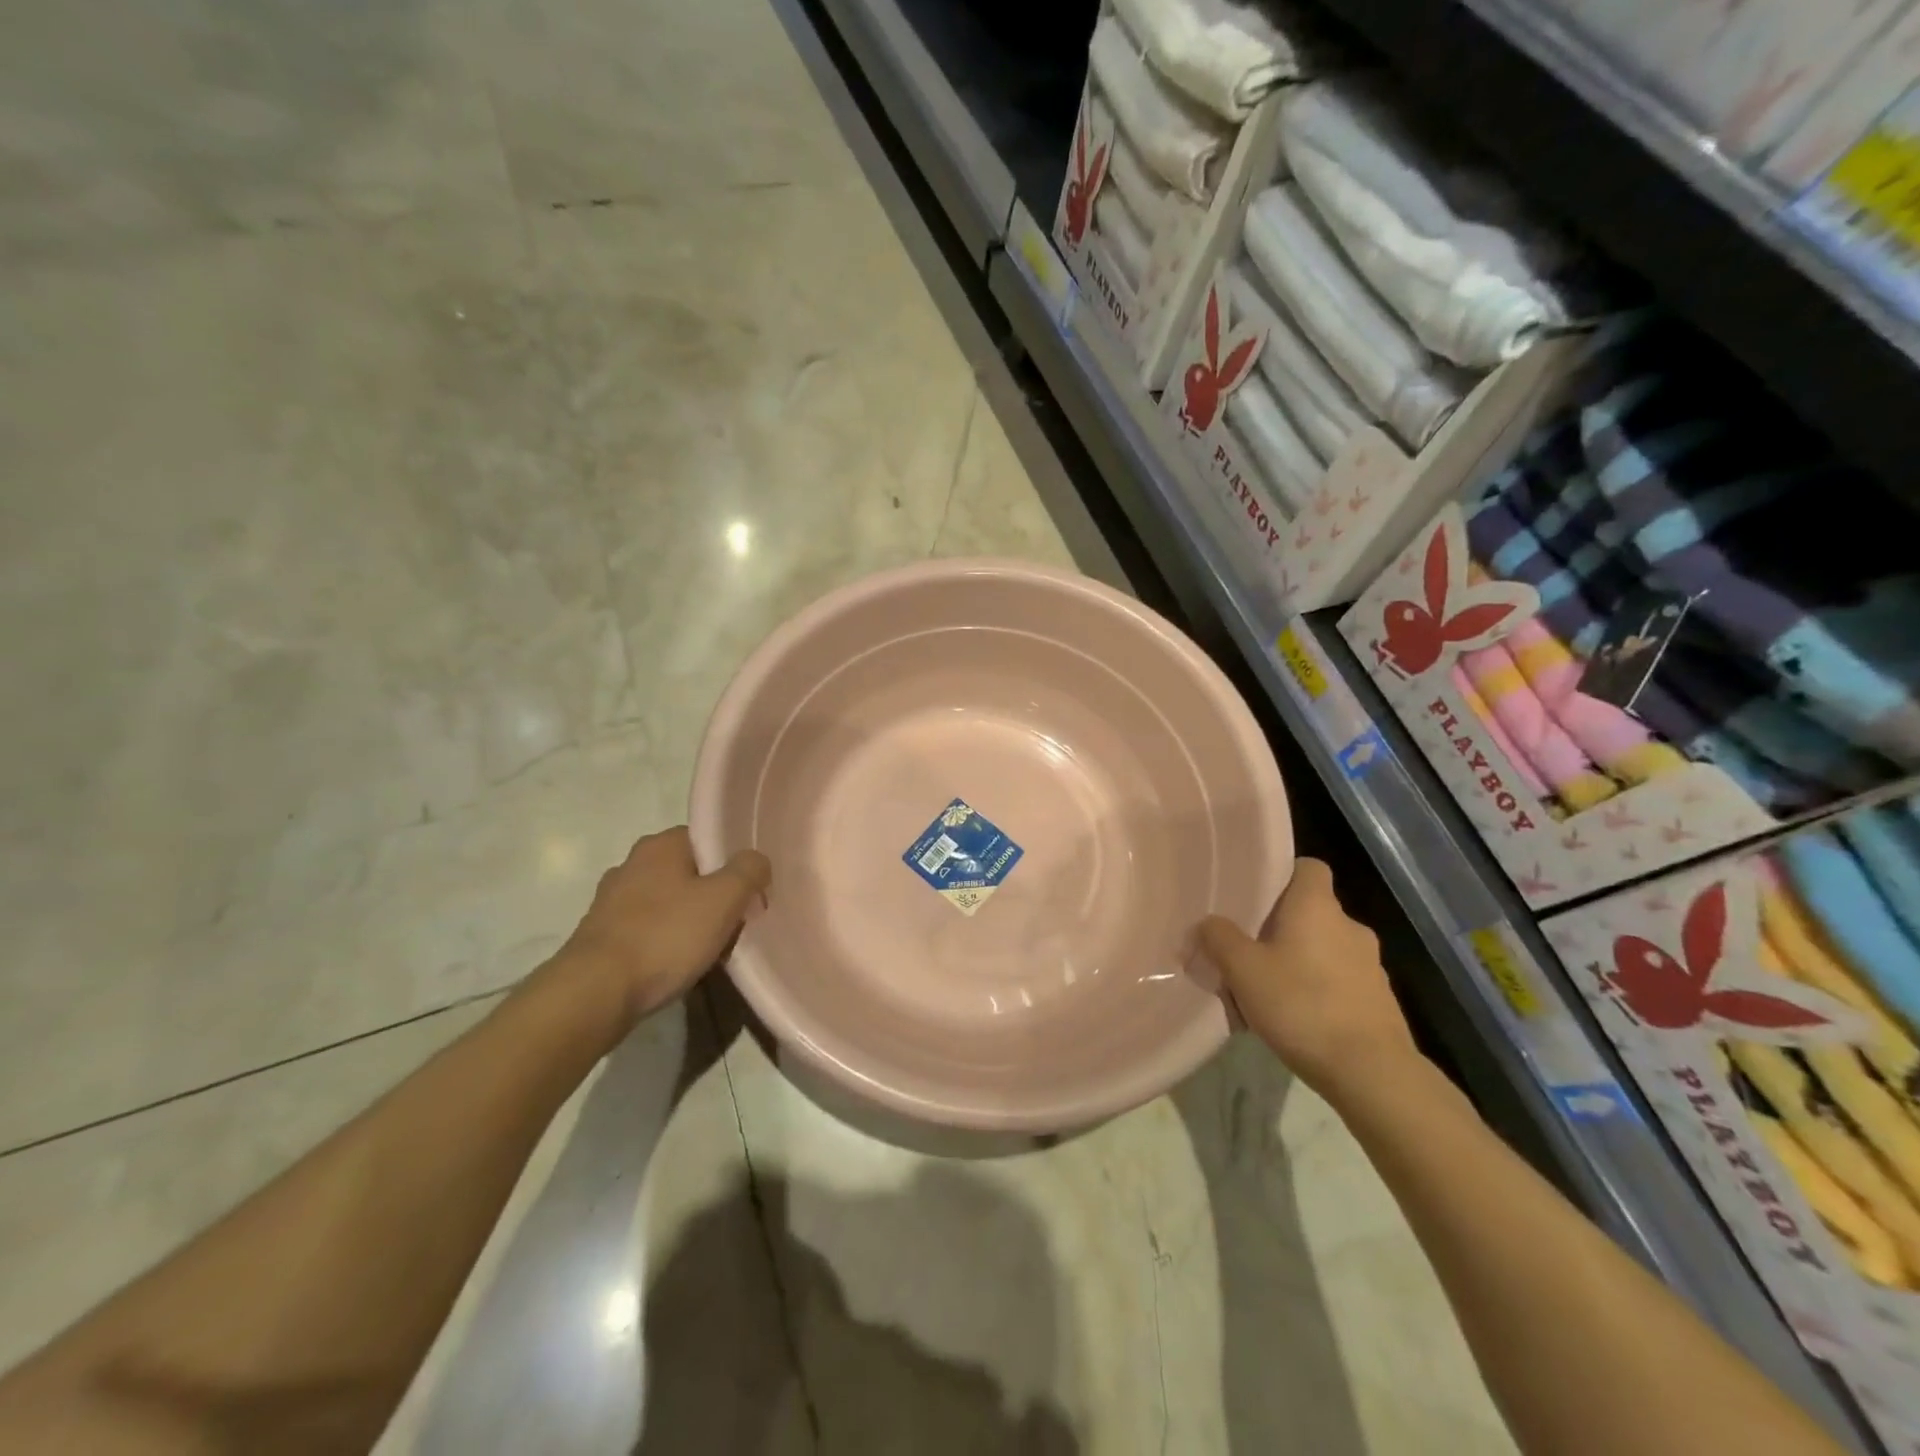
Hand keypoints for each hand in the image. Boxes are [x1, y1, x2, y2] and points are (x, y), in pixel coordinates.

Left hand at [560, 827, 771, 1021]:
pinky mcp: (601, 934)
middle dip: (714, 897)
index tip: (749, 894)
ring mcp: (611, 900)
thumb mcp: (724, 899)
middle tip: (735, 925)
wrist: (595, 993)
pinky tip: (676, 965)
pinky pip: (648, 930)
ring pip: (669, 903)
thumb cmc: (665, 937)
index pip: (709, 840)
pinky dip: (665, 942)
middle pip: (690, 873)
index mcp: (661, 845)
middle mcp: (632, 863)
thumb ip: (749, 871)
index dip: (735, 865)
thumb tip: (756, 861)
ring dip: (690, 921)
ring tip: (709, 951)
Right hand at [1199, 858, 1417, 1102]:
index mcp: (1317, 907)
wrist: (1371, 1073)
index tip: (1256, 896)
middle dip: (1281, 926)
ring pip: (1325, 948)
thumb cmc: (1302, 1006)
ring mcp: (1370, 965)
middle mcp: (1349, 926)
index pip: (1308, 867)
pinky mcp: (1379, 1000)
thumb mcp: (1243, 970)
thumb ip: (1219, 938)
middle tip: (1248, 949)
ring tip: (1267, 990)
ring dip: (1299, 961)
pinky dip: (1318, 990)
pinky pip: (1339, 981)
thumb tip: (1207, 923)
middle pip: (1311, 911)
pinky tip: (1295, 1018)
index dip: (1283, 875)